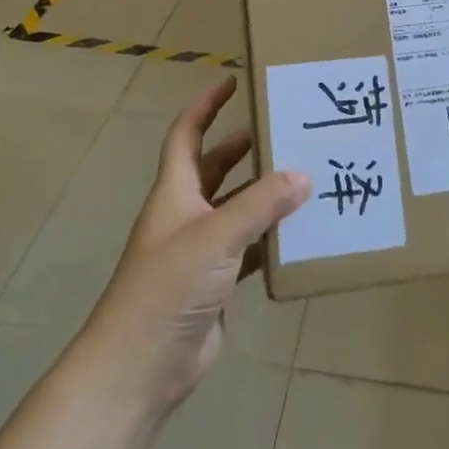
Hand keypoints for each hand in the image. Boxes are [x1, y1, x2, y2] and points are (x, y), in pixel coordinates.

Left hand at [78, 76, 310, 418]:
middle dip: (246, 146)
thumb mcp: (216, 236)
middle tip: (286, 130)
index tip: (234, 81)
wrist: (140, 367)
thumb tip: (303, 173)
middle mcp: (187, 215)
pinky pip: (251, 248)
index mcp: (175, 192)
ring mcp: (202, 251)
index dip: (207, 106)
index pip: (188, 134)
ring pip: (238, 208)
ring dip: (266, 193)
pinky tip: (303, 232)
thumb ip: (261, 204)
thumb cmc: (167, 288)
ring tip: (307, 175)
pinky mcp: (218, 283)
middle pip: (217, 168)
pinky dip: (273, 238)